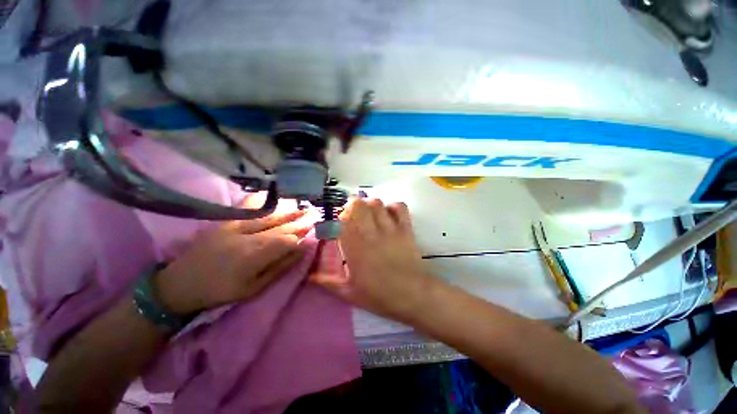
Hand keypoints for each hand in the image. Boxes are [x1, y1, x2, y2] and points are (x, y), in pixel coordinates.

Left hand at [155, 199, 311, 314]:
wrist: (180, 283)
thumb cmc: (220, 290)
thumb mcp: (253, 288)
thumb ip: (279, 267)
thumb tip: (300, 251)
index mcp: (254, 255)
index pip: (286, 241)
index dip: (301, 237)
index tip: (313, 233)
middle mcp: (248, 236)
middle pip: (280, 226)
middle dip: (299, 221)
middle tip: (315, 215)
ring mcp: (236, 226)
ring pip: (269, 216)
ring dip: (288, 211)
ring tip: (303, 206)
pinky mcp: (226, 221)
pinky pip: (248, 208)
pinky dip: (262, 202)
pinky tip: (274, 197)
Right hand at [311, 198, 432, 320]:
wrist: (411, 294)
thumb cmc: (378, 295)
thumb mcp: (348, 292)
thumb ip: (327, 282)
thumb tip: (309, 277)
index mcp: (354, 246)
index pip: (342, 220)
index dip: (339, 216)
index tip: (340, 222)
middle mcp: (370, 232)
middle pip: (359, 205)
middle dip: (353, 205)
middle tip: (354, 214)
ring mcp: (389, 228)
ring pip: (377, 203)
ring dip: (371, 205)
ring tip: (370, 213)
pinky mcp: (405, 228)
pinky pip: (400, 207)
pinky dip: (393, 207)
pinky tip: (390, 214)